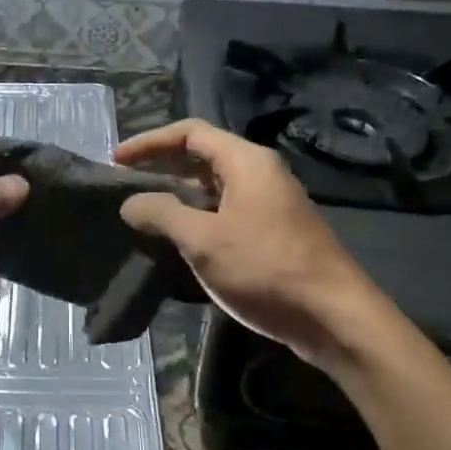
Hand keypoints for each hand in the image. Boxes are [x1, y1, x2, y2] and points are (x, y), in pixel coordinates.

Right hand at [116, 120, 377, 365]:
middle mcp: (260, 173)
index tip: (116, 160)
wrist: (334, 317)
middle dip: (161, 166)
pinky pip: (225, 210)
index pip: (190, 133)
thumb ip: (163, 214)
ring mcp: (269, 203)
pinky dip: (197, 215)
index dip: (150, 142)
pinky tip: (177, 237)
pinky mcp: (273, 232)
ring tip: (143, 209)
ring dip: (178, 193)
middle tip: (124, 182)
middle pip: (202, 156)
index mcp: (246, 161)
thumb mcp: (204, 240)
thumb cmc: (266, 268)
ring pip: (214, 186)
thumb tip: (130, 202)